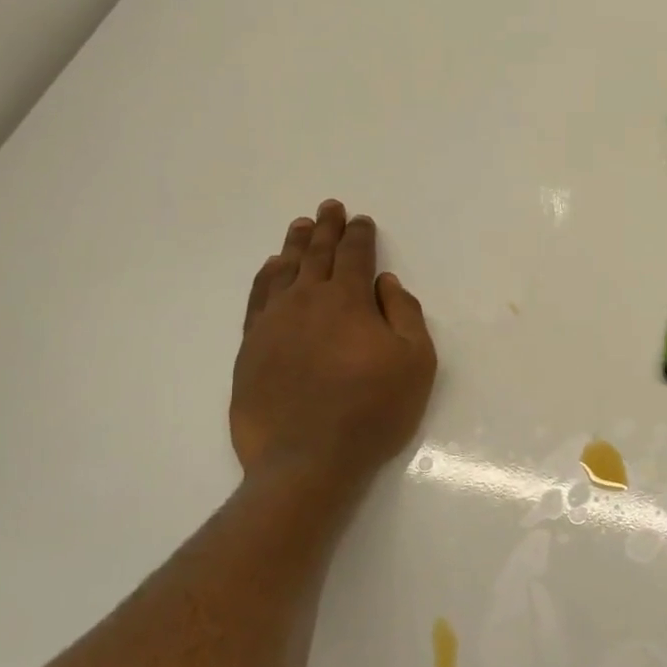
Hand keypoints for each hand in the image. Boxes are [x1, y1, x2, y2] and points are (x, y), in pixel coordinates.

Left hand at [230, 200, 436, 481]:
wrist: (306, 460)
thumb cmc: (372, 411)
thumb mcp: (415, 362)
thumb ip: (405, 314)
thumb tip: (385, 283)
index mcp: (347, 300)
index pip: (354, 255)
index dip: (360, 235)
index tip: (361, 220)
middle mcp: (306, 301)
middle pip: (316, 254)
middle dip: (326, 228)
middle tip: (329, 207)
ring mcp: (273, 323)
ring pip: (283, 271)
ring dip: (295, 245)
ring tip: (301, 226)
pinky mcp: (251, 348)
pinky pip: (258, 298)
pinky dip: (266, 277)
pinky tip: (271, 269)